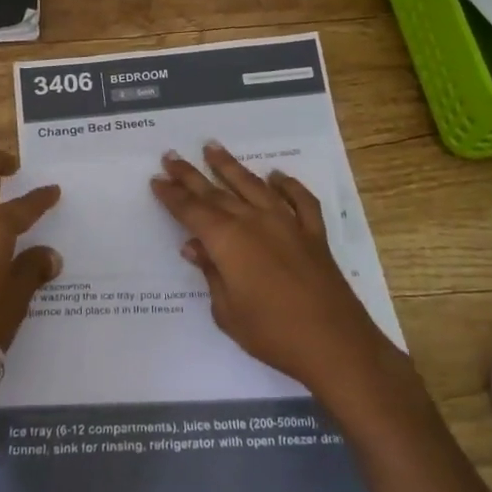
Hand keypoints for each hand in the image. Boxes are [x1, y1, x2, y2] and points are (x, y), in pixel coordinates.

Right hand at [150, 143, 390, 405]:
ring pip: (254, 186)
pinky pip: (300, 201)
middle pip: (217, 192)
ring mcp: (288, 223)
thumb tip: (194, 246)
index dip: (172, 195)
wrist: (334, 344)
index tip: (157, 179)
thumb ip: (210, 273)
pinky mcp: (314, 234)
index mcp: (228, 241)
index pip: (192, 211)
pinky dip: (288, 186)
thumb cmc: (272, 333)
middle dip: (191, 175)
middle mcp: (255, 222)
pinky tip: (277, 176)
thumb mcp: (227, 310)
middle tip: (171, 156)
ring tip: (213, 147)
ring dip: (231, 167)